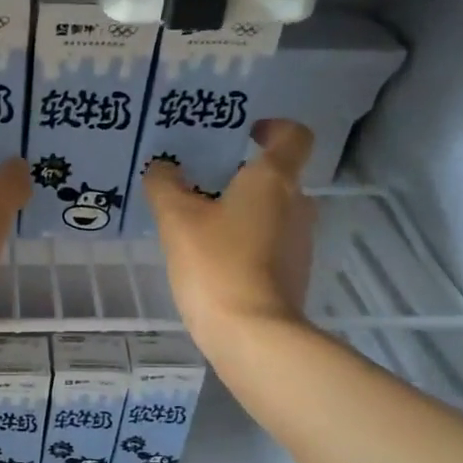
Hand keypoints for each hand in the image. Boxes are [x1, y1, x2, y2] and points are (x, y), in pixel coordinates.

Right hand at [144, 118, 315, 345]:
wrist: (253, 335)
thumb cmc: (217, 264)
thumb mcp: (177, 219)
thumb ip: (165, 186)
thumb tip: (162, 168)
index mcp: (274, 179)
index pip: (293, 135)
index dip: (273, 128)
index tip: (246, 134)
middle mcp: (297, 205)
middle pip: (277, 178)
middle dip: (243, 178)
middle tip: (203, 186)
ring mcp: (300, 244)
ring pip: (272, 214)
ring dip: (243, 214)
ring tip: (201, 228)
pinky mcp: (293, 276)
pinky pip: (269, 246)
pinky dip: (246, 246)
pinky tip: (214, 263)